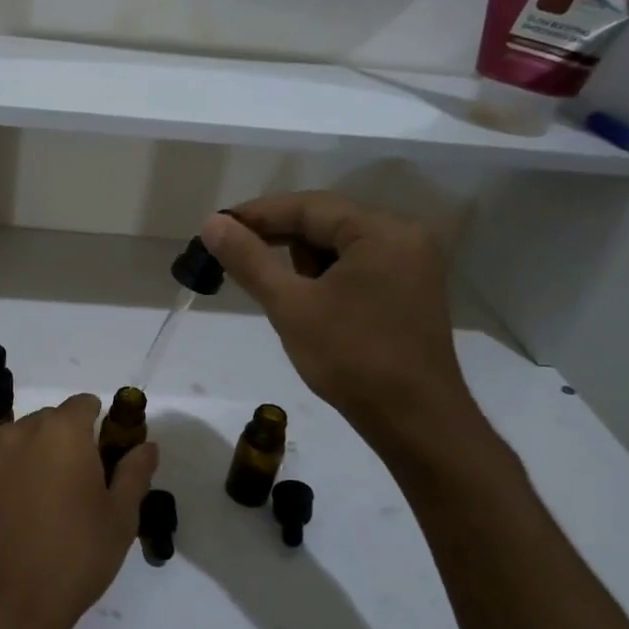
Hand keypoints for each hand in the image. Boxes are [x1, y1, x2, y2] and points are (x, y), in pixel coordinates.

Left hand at [0, 394, 157, 628]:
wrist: (2, 604)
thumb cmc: (73, 555)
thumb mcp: (119, 517)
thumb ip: (134, 473)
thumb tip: (147, 446)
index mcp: (61, 430)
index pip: (85, 404)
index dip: (104, 425)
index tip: (114, 459)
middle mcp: (22, 433)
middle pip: (55, 420)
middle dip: (75, 441)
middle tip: (93, 485)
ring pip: (29, 442)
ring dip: (47, 458)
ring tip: (64, 504)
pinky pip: (9, 466)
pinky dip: (25, 477)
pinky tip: (35, 516)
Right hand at [202, 194, 485, 461]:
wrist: (415, 421)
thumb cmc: (352, 358)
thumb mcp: (291, 306)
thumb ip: (249, 260)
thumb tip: (213, 223)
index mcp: (381, 231)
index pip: (308, 206)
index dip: (257, 214)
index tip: (215, 228)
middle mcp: (403, 236)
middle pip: (326, 221)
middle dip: (277, 238)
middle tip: (231, 254)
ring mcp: (411, 265)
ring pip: (339, 245)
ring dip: (300, 260)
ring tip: (270, 286)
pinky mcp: (409, 291)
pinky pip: (357, 267)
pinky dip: (324, 276)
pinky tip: (304, 300)